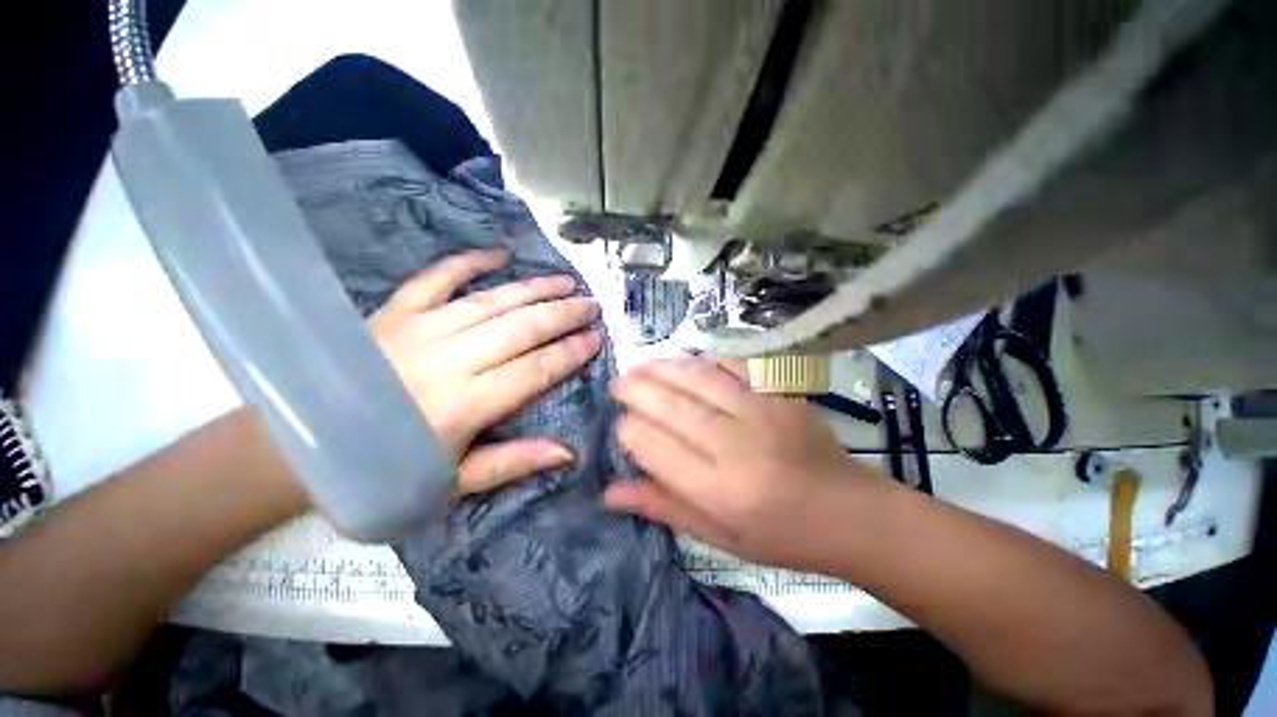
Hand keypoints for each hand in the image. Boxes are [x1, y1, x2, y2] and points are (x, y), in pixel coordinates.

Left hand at [368, 249, 601, 495]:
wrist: (294, 452)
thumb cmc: (379, 476)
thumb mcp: (451, 486)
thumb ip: (510, 463)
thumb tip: (566, 452)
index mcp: (463, 406)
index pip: (535, 370)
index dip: (570, 353)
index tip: (596, 339)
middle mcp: (447, 361)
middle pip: (520, 328)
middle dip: (563, 314)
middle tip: (591, 305)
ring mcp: (418, 330)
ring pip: (491, 301)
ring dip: (533, 289)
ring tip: (564, 281)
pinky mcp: (391, 313)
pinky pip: (435, 279)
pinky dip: (468, 263)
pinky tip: (498, 255)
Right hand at [604, 356, 896, 571]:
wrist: (850, 512)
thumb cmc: (780, 535)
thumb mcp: (717, 536)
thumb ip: (663, 507)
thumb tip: (609, 491)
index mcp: (720, 490)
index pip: (655, 447)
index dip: (629, 431)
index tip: (621, 427)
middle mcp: (737, 446)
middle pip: (672, 406)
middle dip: (637, 389)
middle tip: (618, 383)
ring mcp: (762, 412)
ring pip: (698, 378)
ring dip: (663, 367)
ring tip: (641, 366)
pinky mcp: (780, 392)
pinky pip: (733, 364)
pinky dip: (703, 360)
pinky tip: (686, 361)